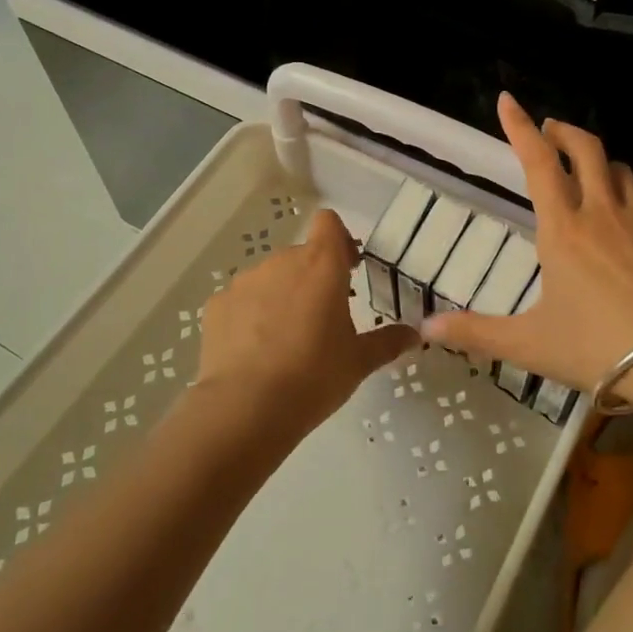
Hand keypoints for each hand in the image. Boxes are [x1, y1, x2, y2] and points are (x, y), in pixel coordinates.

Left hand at [197, 209, 417, 433]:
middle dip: (313, 278)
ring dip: (281, 296)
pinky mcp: (217, 305)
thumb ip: (388, 342)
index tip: (348, 270)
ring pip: (270, 278)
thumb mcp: (359, 361)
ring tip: (284, 340)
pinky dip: (249, 317)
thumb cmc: (315, 376)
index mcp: (322, 264)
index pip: (329, 223)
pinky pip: (241, 302)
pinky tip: (253, 352)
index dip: (339, 240)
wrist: (246, 408)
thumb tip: (415, 336)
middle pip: (301, 255)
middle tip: (322, 318)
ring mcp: (245, 282)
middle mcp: (282, 262)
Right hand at [425, 94, 632, 397]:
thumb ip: (476, 333)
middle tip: (553, 131)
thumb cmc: (597, 347)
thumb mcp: (529, 344)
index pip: (538, 162)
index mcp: (563, 229)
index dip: (520, 128)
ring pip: (622, 172)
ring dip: (603, 166)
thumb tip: (426, 328)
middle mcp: (603, 212)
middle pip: (586, 149)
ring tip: (594, 178)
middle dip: (565, 132)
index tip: (508, 101)